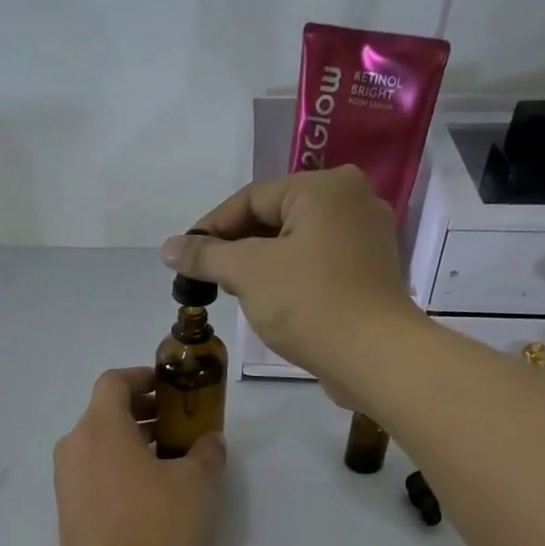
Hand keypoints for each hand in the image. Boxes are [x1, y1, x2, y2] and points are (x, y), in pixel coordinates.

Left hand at [54, 368, 224, 545]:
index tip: (169, 388)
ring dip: (130, 441)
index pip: (114, 381)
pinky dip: (116, 466)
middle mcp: (74, 444)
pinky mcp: (66, 506)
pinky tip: (146, 491)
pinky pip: (92, 470)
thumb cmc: (154, 521)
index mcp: (100, 425)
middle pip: (105, 412)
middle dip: (142, 411)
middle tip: (176, 425)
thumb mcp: (196, 483)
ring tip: (167, 460)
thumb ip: (207, 453)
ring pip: (98, 443)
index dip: (142, 378)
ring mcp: (65, 477)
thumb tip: (210, 441)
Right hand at [160, 166, 421, 389]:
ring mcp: (366, 238)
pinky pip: (317, 264)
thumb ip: (206, 256)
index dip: (211, 227)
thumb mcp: (247, 273)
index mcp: (325, 188)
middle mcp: (352, 201)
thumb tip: (169, 247)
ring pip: (296, 243)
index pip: (252, 198)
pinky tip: (269, 302)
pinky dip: (288, 277)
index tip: (184, 258)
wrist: (375, 357)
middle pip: (275, 217)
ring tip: (232, 291)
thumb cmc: (309, 304)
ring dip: (260, 264)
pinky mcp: (369, 273)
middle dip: (236, 247)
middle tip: (206, 277)